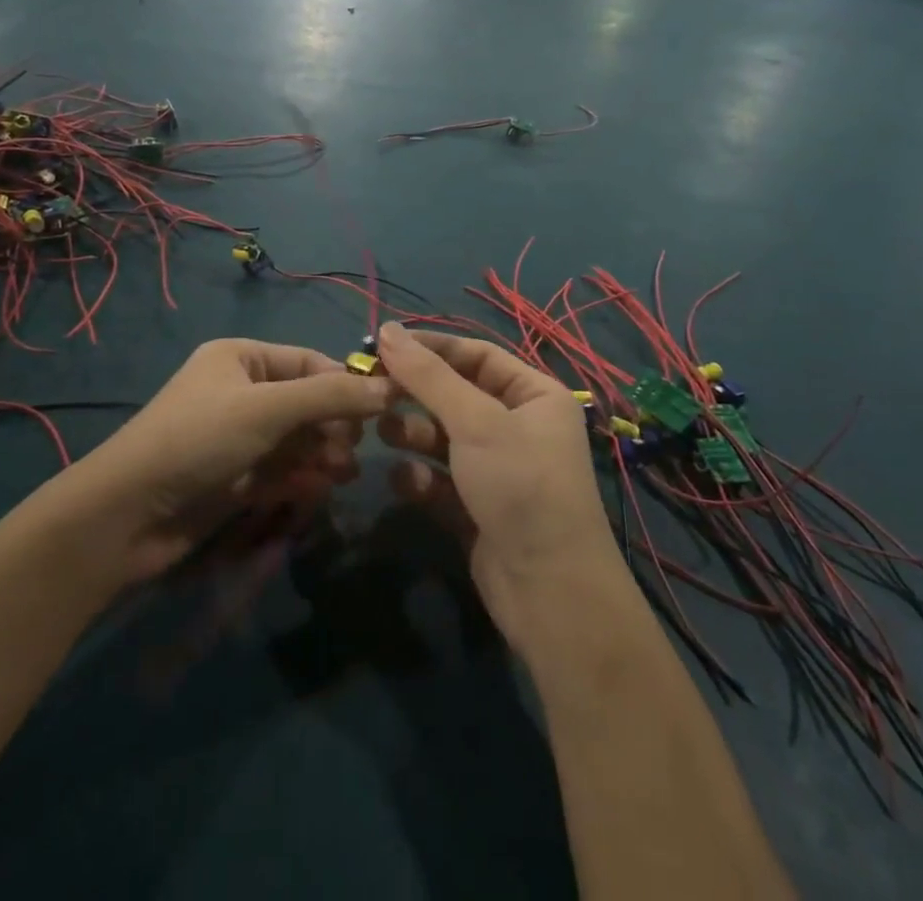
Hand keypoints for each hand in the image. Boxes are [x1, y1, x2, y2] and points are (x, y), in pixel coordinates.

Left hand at [67, 339, 391, 582]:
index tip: (384, 410)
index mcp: (241, 358)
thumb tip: (390, 387)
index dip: (346, 383)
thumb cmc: (200, 439)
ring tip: (342, 475)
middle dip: (334, 426)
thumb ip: (331, 395)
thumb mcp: (268, 407)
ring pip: (297, 441)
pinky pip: (281, 471)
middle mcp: (241, 392)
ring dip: (322, 455)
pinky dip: (301, 479)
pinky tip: (317, 491)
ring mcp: (237, 437)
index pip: (310, 362)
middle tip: (355, 453)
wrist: (128, 515)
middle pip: (306, 403)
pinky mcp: (234, 478)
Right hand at [374, 323, 623, 639]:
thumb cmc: (519, 485)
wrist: (549, 593)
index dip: (431, 348)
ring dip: (413, 433)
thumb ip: (428, 375)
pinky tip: (404, 482)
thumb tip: (388, 329)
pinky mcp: (477, 507)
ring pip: (444, 437)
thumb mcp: (474, 421)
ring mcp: (498, 469)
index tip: (383, 346)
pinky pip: (441, 479)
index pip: (476, 355)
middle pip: (456, 395)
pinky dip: (421, 477)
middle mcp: (519, 426)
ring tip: (384, 433)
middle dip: (417, 395)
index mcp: (534, 394)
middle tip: (373, 391)